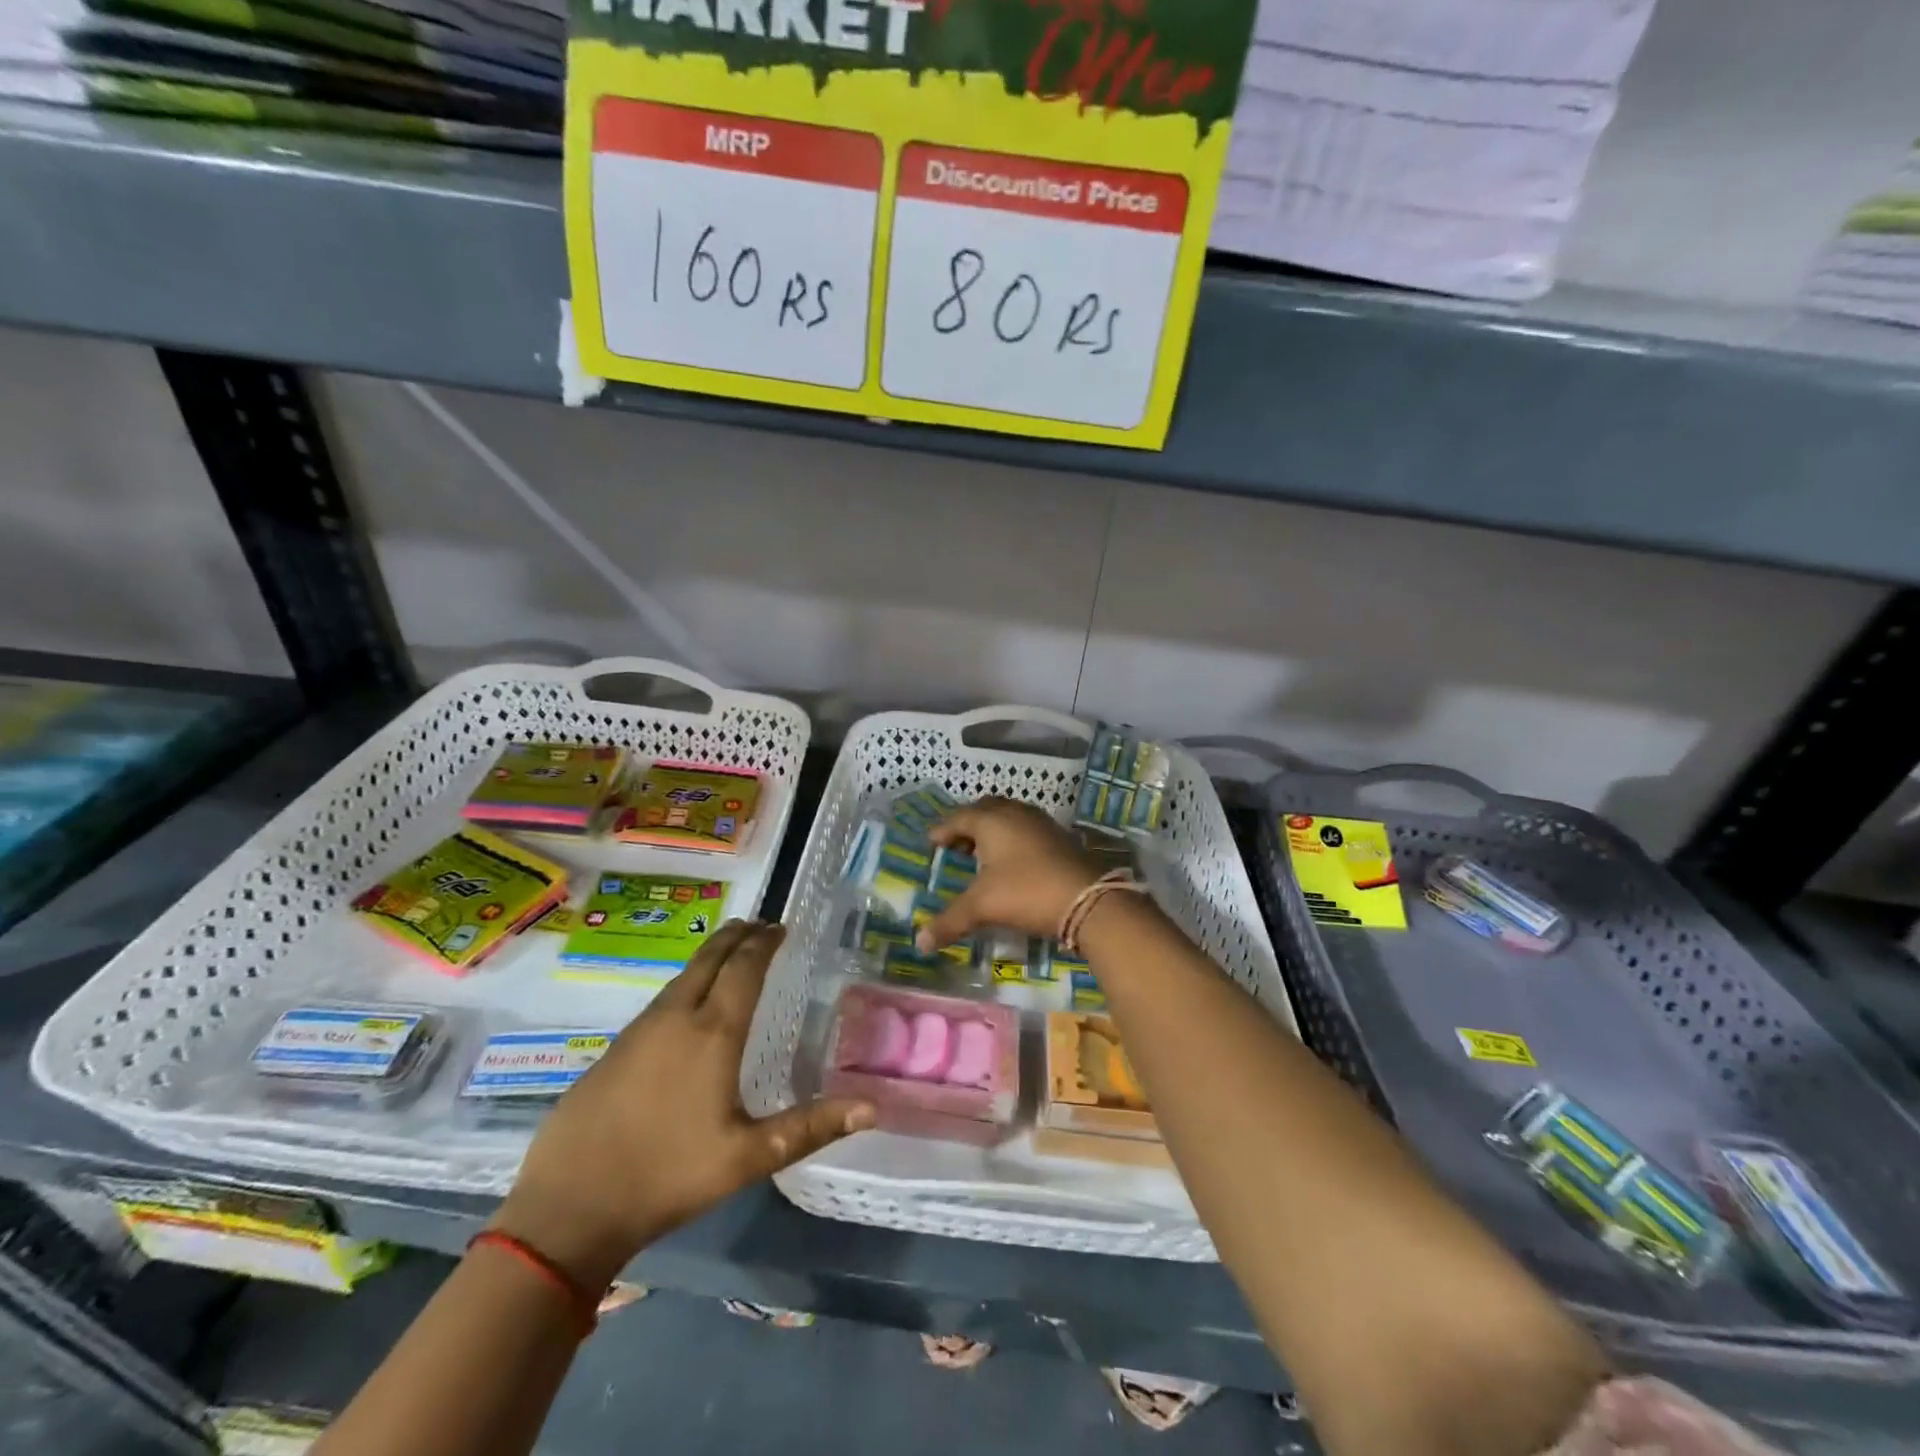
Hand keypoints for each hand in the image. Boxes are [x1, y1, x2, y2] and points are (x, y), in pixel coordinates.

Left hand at [491, 921, 873, 1289]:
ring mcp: (638, 1031)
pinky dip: (686, 983)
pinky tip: (686, 1003)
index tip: (781, 926)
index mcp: (713, 1032)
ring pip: (682, 977)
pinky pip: (660, 1000)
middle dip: (737, 936)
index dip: (764, 943)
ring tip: (729, 952)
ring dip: (710, 957)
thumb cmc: (668, 1176)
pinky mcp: (613, 1050)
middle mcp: (676, 1018)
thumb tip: (872, 1107)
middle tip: (759, 924)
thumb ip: (811, 1126)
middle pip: (710, 960)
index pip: (744, 968)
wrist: (569, 1207)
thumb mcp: (749, 1156)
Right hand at [915, 797, 1103, 950]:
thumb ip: (949, 921)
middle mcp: (1014, 813)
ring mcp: (1040, 822)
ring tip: (981, 852)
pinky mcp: (1058, 836)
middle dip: (967, 825)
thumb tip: (919, 943)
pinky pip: (1025, 829)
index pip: (958, 818)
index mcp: (991, 820)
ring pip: (1008, 817)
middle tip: (955, 844)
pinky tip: (1012, 861)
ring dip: (991, 830)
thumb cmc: (1026, 892)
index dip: (942, 831)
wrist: (1088, 899)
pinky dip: (1011, 838)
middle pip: (984, 810)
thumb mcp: (983, 907)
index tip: (931, 843)